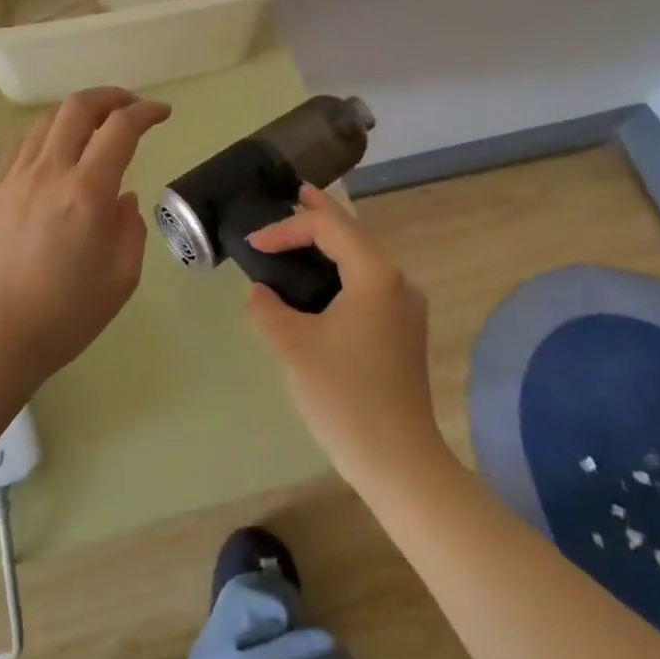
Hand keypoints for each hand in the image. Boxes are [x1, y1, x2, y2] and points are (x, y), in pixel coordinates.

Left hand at [0, 87, 171, 388]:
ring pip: (47, 121)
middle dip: (111, 97)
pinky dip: (47, 135)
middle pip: (78, 107)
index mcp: (86, 192)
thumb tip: (122, 198)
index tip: (161, 113)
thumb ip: (130, 228)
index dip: (146, 112)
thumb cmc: (64, 316)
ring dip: (77, 113)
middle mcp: (49, 172)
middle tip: (129, 108)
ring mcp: (14, 177)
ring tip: (94, 126)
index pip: (120, 128)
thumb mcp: (121, 278)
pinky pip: (21, 145)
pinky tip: (54, 153)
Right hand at [245, 184, 442, 485]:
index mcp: (375, 275)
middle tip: (292, 196)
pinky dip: (342, 268)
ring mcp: (406, 307)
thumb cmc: (345, 397)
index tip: (254, 244)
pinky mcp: (404, 330)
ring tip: (303, 229)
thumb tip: (259, 292)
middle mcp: (397, 281)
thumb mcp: (295, 347)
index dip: (287, 228)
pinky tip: (324, 277)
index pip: (328, 228)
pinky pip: (369, 281)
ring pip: (363, 257)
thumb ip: (269, 309)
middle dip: (319, 215)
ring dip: (332, 242)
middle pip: (353, 233)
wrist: (400, 462)